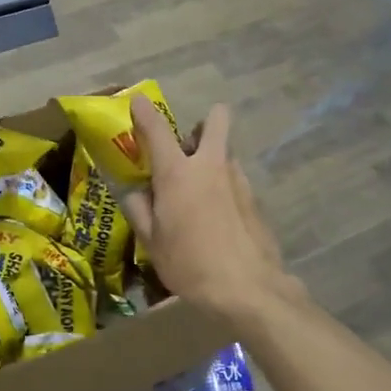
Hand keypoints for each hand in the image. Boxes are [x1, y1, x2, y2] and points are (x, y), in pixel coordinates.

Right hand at [122, 94, 298, 323]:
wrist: (248, 289)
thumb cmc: (189, 264)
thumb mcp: (151, 242)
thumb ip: (139, 209)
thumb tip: (135, 192)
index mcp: (177, 174)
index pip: (156, 130)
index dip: (144, 112)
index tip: (137, 101)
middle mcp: (211, 166)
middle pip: (216, 120)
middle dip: (202, 124)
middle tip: (187, 148)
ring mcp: (238, 180)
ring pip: (226, 153)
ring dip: (212, 161)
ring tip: (199, 196)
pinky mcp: (255, 199)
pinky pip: (234, 181)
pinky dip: (223, 189)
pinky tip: (217, 220)